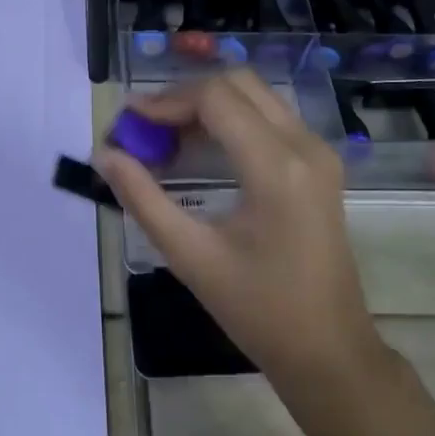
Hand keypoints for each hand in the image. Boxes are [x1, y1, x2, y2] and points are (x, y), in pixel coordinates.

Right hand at [94, 71, 434, 435]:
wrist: (329, 351)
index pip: (215, 98)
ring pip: (255, 96)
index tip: (127, 124)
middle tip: (144, 130)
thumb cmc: (259, 311)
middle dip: (184, 97)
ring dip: (207, 106)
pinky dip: (230, 121)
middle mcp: (305, 145)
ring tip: (164, 140)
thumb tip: (104, 156)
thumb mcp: (191, 256)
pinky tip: (199, 151)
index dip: (165, 102)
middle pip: (237, 84)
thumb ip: (142, 199)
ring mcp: (319, 153)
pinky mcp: (320, 165)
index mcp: (276, 166)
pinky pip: (270, 118)